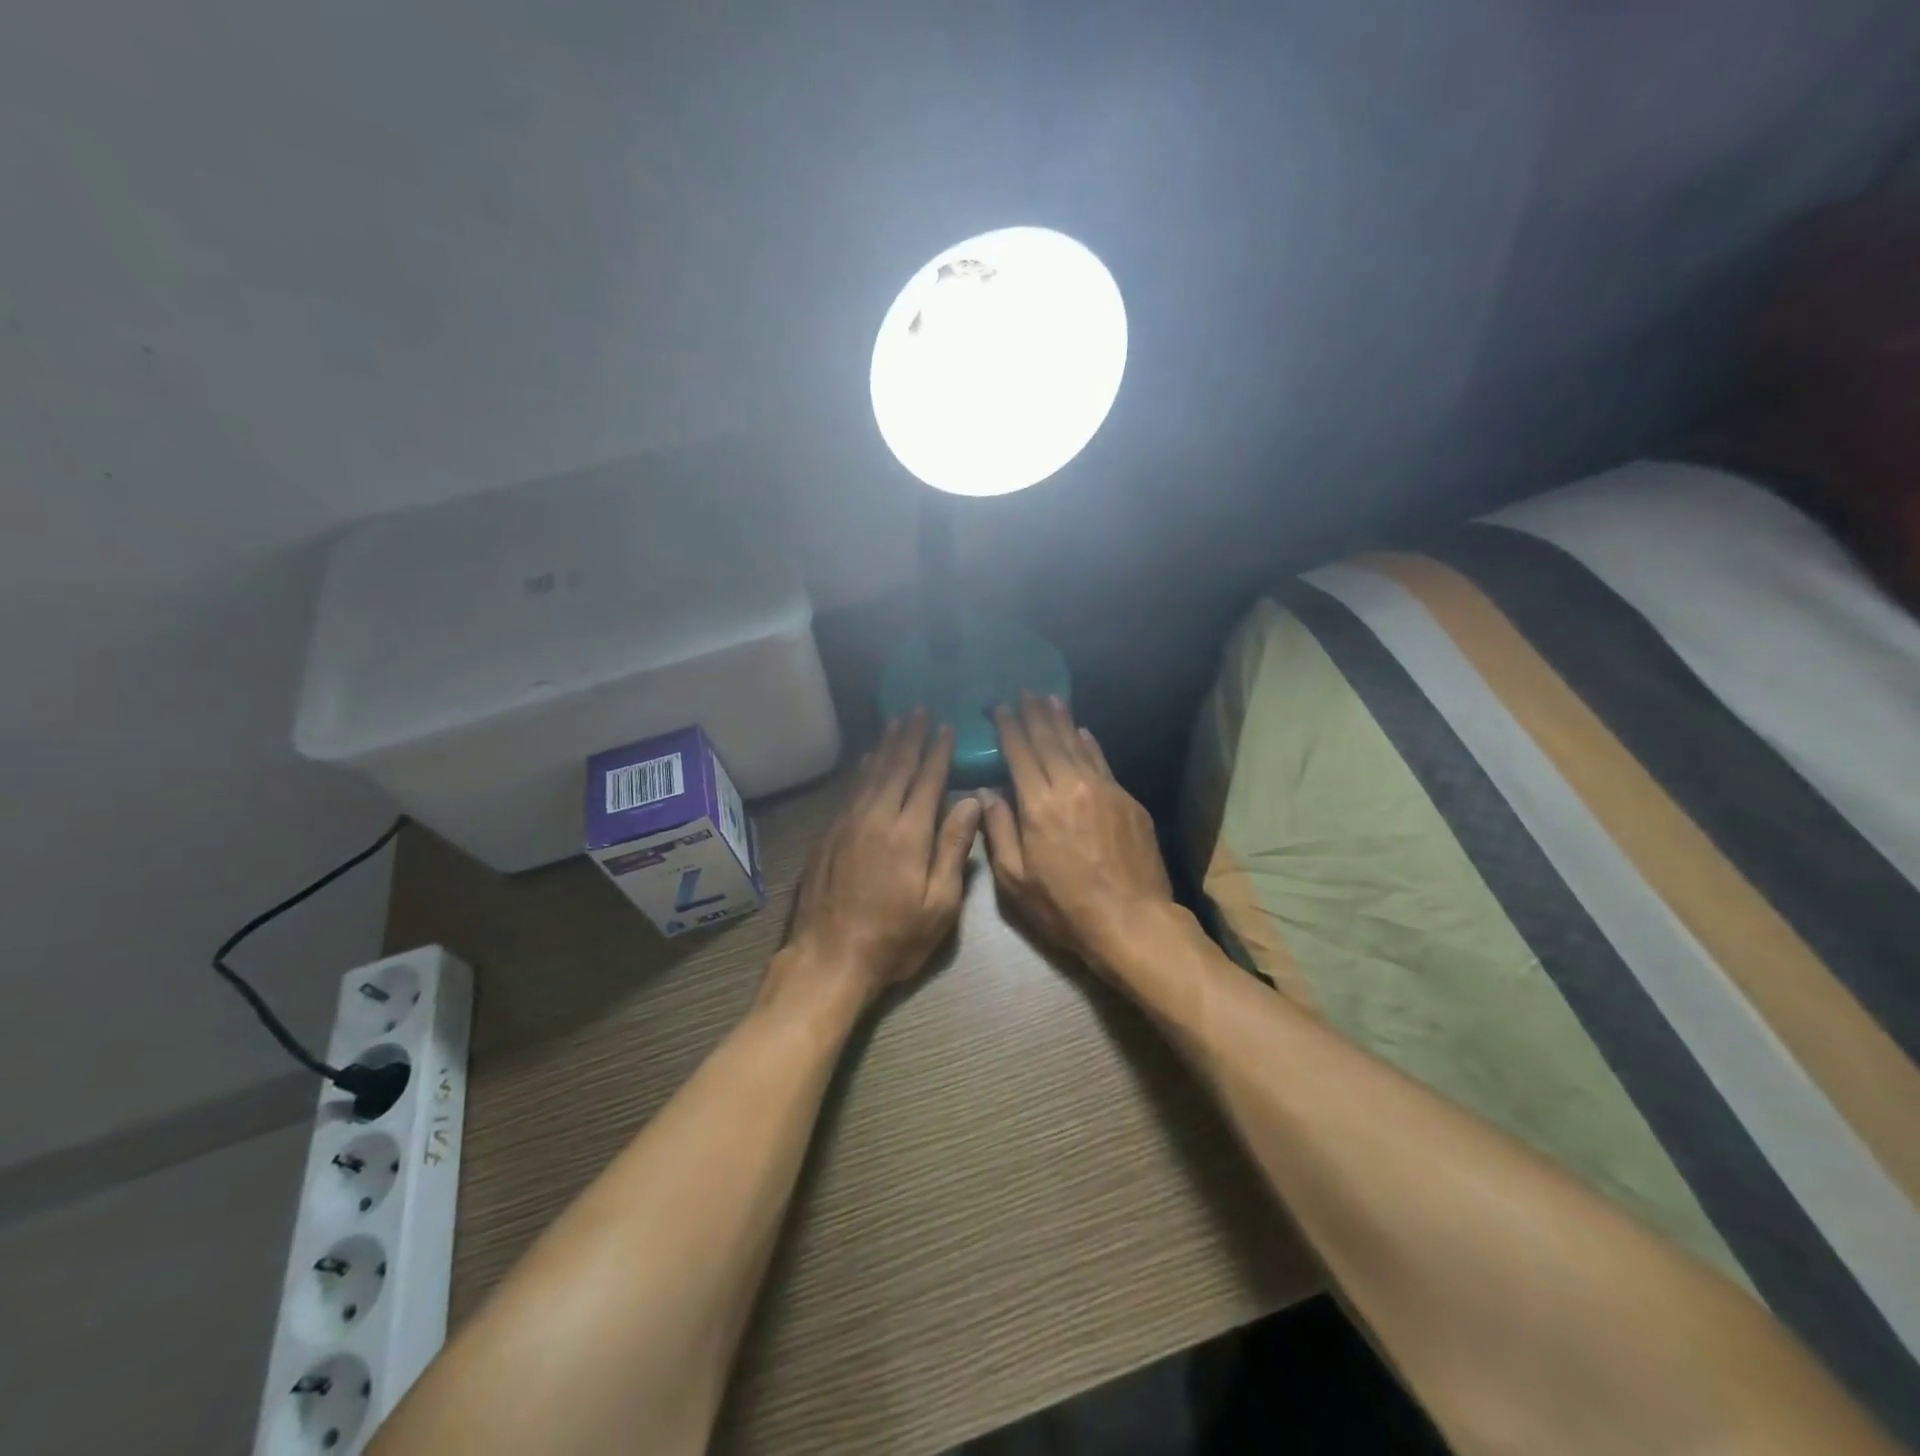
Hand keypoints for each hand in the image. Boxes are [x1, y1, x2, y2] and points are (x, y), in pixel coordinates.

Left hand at [778, 710, 981, 1008]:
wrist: (829, 958)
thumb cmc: (894, 938)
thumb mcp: (939, 904)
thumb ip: (954, 849)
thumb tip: (971, 804)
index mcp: (909, 834)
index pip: (927, 780)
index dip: (938, 752)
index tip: (946, 727)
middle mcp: (877, 818)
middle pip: (896, 767)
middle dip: (911, 737)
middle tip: (919, 710)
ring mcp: (848, 824)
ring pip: (871, 774)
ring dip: (886, 746)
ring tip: (897, 722)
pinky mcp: (829, 835)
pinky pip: (850, 790)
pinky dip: (862, 770)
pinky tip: (867, 759)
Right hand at [979, 695, 1175, 971]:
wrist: (1132, 920)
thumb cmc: (1064, 907)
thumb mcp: (1015, 880)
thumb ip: (998, 830)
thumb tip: (985, 792)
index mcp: (1038, 805)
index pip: (1019, 753)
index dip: (1008, 727)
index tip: (999, 707)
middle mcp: (1071, 786)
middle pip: (1049, 740)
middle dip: (1034, 714)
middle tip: (1025, 692)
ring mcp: (1105, 790)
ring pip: (1078, 745)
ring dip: (1062, 721)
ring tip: (1050, 699)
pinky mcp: (1128, 801)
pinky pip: (1102, 762)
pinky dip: (1089, 745)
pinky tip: (1083, 733)